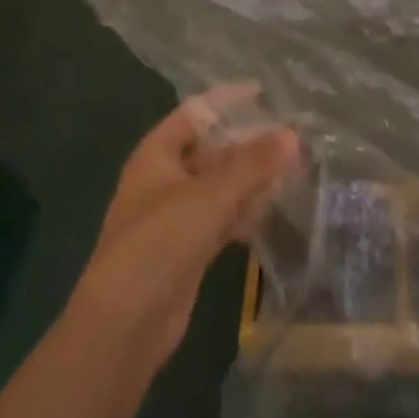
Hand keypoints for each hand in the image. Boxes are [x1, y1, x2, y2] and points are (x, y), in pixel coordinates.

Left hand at [67, 85, 298, 365]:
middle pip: (212, 150)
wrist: (124, 325)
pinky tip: (274, 207)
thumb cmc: (158, 244)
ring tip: (294, 166)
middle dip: (249, 143)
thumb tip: (293, 134)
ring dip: (252, 177)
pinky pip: (223, 216)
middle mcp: (165, 180)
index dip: (228, 100)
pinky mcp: (190, 247)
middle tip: (292, 135)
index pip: (195, 114)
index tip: (266, 92)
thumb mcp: (208, 197)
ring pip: (221, 185)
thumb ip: (253, 165)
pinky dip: (245, 210)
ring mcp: (177, 215)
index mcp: (157, 156)